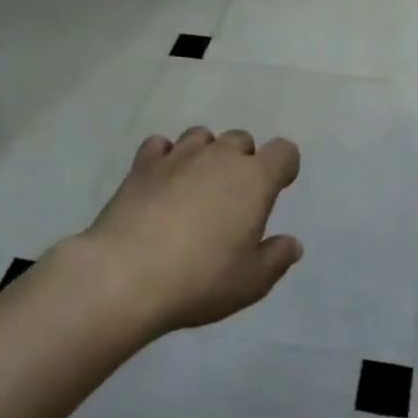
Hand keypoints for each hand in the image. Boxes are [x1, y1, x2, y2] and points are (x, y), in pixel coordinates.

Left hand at [72, 126, 303, 334]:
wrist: (126, 276)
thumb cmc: (200, 279)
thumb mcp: (251, 282)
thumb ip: (276, 259)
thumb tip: (291, 244)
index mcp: (255, 179)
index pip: (284, 151)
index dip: (284, 166)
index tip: (277, 188)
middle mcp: (220, 157)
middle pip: (241, 139)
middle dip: (243, 160)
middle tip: (233, 197)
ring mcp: (179, 156)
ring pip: (201, 135)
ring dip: (206, 153)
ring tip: (196, 185)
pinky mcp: (143, 164)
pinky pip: (160, 144)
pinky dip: (165, 156)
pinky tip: (161, 181)